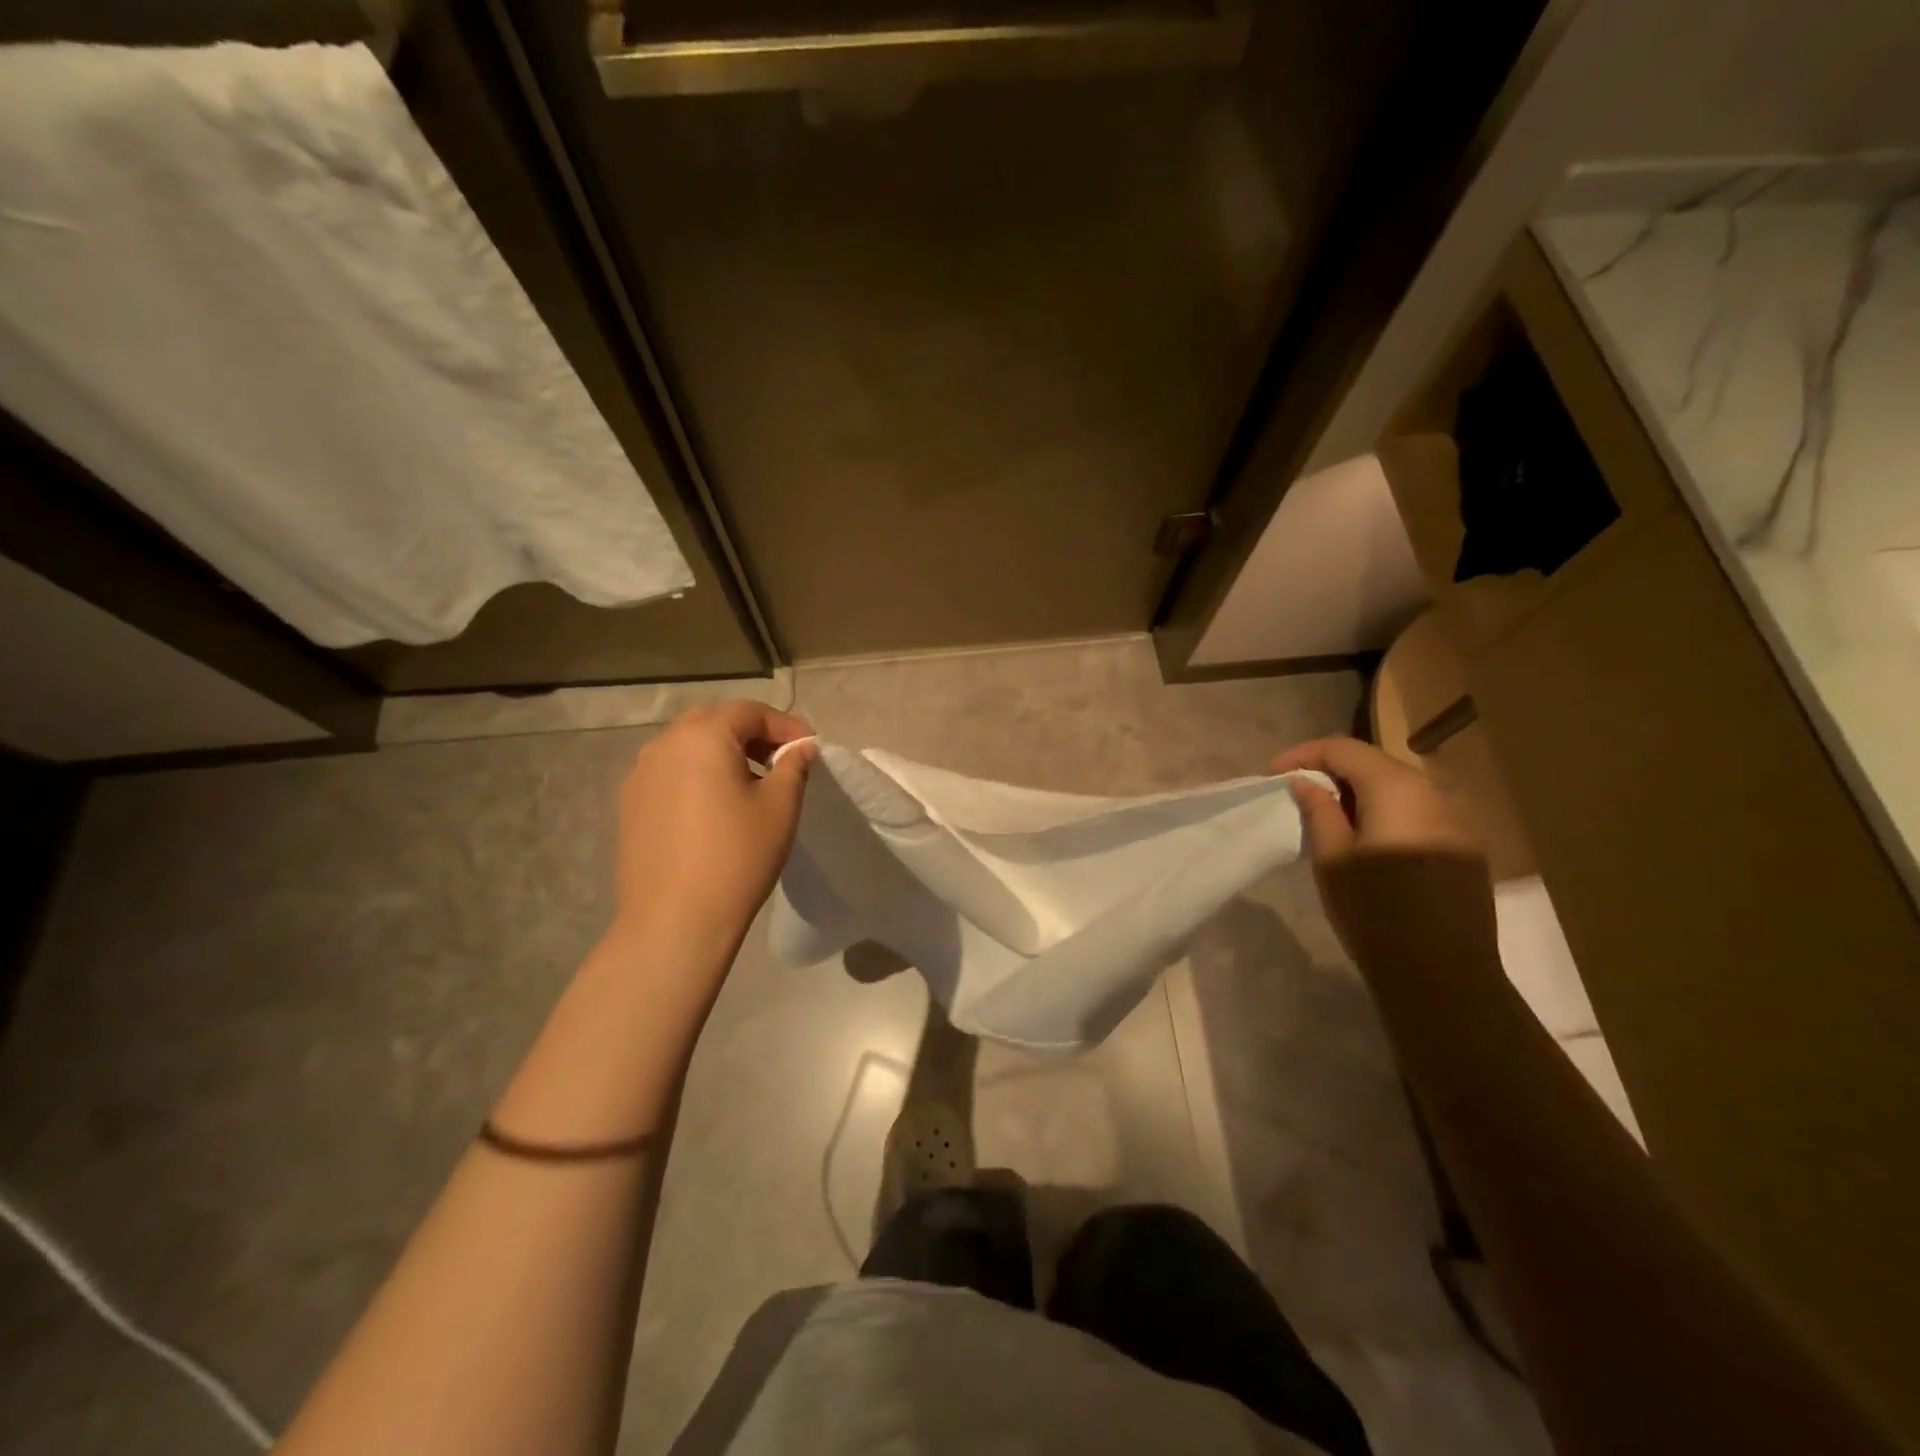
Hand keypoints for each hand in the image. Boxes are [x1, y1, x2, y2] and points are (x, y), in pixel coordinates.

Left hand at [609, 702, 816, 962]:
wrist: (674, 920)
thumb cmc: (736, 857)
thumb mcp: (780, 807)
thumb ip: (793, 766)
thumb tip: (800, 747)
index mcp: (702, 736)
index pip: (750, 712)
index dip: (785, 725)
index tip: (810, 748)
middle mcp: (664, 744)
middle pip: (715, 722)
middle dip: (753, 734)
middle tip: (782, 760)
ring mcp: (640, 774)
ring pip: (689, 746)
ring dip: (724, 753)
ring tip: (752, 783)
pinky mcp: (630, 804)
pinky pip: (671, 772)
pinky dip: (698, 775)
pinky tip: (716, 807)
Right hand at [1270, 736, 1489, 962]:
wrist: (1443, 975)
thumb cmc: (1375, 912)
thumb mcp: (1332, 858)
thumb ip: (1319, 810)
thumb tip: (1306, 782)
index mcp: (1398, 788)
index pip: (1344, 749)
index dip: (1304, 755)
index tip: (1273, 773)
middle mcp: (1435, 792)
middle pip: (1375, 764)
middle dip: (1332, 771)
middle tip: (1297, 792)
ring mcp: (1458, 819)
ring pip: (1399, 787)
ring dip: (1360, 793)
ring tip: (1327, 814)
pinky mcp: (1466, 846)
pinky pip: (1418, 811)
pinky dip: (1386, 812)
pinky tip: (1365, 836)